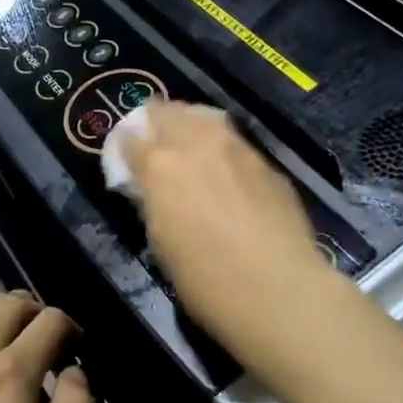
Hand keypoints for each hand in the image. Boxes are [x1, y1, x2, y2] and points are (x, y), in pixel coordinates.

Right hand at [115, 103, 333, 349]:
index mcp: (159, 167)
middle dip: (155, 123)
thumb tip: (151, 188)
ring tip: (189, 145)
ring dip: (190, 125)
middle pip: (167, 112)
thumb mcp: (160, 242)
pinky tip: (226, 171)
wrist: (278, 290)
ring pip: (204, 117)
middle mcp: (196, 144)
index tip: (124, 156)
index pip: (130, 139)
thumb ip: (153, 202)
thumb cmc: (205, 281)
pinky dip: (221, 147)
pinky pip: (235, 142)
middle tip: (154, 144)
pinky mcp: (266, 163)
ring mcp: (236, 149)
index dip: (123, 146)